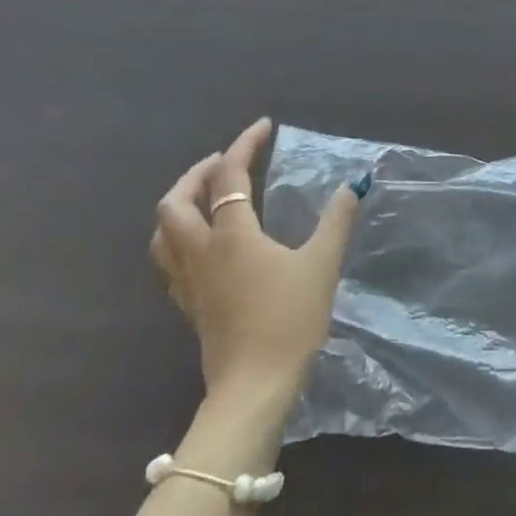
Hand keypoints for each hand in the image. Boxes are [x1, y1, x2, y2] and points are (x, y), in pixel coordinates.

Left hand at [149, 117, 365, 408]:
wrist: (254, 388)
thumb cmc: (289, 320)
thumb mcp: (322, 264)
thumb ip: (336, 220)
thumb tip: (352, 184)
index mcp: (232, 235)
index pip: (228, 175)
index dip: (244, 144)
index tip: (264, 127)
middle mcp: (202, 252)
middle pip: (175, 202)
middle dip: (197, 173)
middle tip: (226, 162)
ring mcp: (189, 282)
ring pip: (163, 233)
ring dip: (180, 204)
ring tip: (206, 196)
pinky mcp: (189, 306)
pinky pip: (170, 260)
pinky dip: (181, 237)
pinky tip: (205, 244)